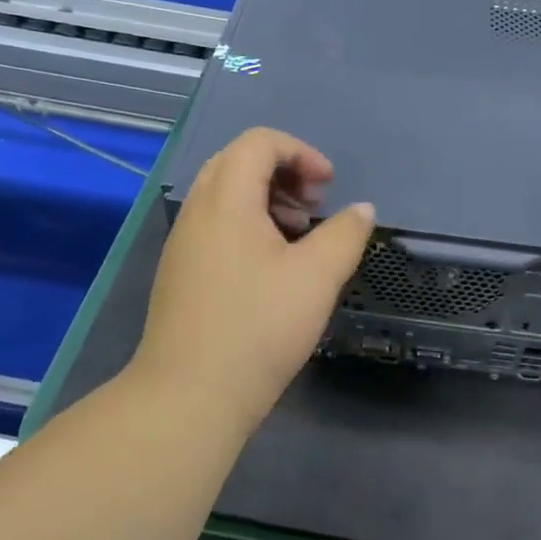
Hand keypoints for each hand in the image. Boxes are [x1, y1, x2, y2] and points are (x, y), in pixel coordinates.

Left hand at [132, 127, 374, 431]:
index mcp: (226, 199)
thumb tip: (361, 210)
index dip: (301, 153)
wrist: (188, 397)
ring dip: (265, 199)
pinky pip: (215, 224)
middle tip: (313, 205)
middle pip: (238, 162)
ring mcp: (183, 242)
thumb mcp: (316, 277)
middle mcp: (198, 211)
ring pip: (224, 195)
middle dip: (283, 172)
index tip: (329, 187)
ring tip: (298, 235)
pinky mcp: (179, 272)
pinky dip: (247, 224)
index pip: (259, 143)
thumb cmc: (258, 327)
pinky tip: (271, 267)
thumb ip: (345, 234)